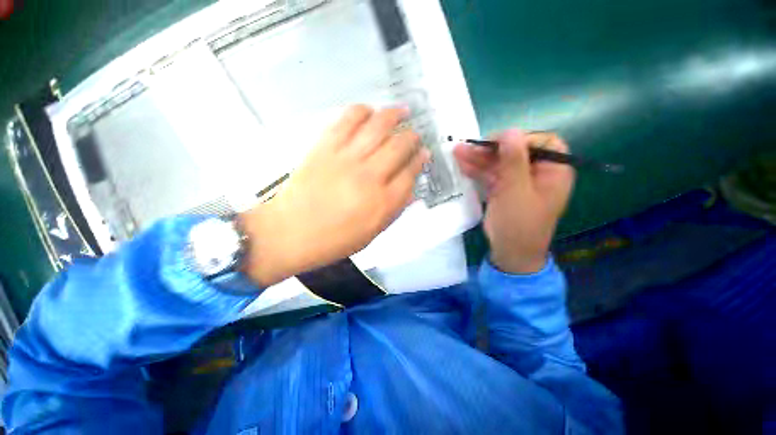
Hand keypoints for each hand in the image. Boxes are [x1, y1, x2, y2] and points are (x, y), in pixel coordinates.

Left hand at [239, 106, 429, 285]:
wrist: (289, 233)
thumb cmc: (332, 240)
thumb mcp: (371, 233)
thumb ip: (394, 210)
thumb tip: (410, 190)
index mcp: (382, 203)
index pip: (410, 174)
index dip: (420, 161)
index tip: (423, 155)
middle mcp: (369, 177)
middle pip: (399, 146)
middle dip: (412, 137)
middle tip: (415, 134)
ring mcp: (346, 159)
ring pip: (378, 126)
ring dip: (393, 115)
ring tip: (401, 111)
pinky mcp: (325, 148)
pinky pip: (347, 120)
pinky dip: (362, 111)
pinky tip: (370, 111)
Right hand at [453, 130, 574, 273]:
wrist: (510, 253)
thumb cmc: (519, 224)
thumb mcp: (516, 191)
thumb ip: (513, 161)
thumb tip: (510, 131)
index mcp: (553, 171)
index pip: (542, 142)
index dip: (520, 139)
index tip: (497, 143)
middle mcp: (537, 173)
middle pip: (515, 152)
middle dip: (490, 150)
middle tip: (468, 147)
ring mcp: (518, 182)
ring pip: (499, 164)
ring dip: (479, 159)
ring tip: (457, 152)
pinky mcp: (504, 190)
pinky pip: (491, 175)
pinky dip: (477, 171)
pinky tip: (462, 164)